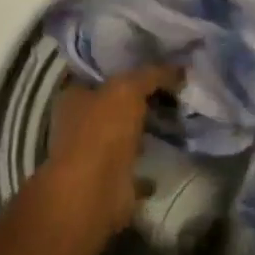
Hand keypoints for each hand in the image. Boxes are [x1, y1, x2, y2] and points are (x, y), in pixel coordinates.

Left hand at [37, 65, 179, 240]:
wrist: (94, 191)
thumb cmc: (102, 132)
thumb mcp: (128, 89)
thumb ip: (152, 74)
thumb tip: (180, 67)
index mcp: (74, 97)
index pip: (101, 74)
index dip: (127, 67)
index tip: (158, 63)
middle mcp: (80, 123)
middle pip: (115, 104)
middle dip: (141, 99)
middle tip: (176, 88)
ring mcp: (94, 153)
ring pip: (125, 134)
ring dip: (146, 130)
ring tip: (180, 117)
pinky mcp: (111, 179)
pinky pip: (135, 164)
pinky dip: (150, 162)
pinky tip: (174, 150)